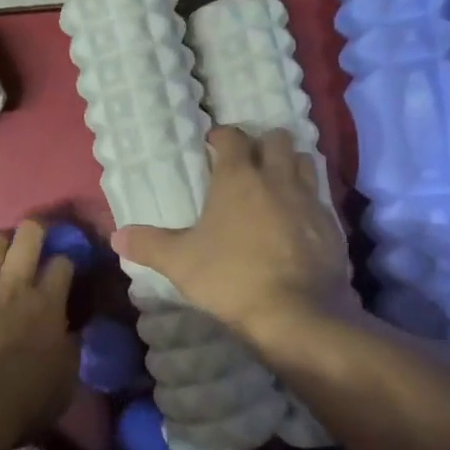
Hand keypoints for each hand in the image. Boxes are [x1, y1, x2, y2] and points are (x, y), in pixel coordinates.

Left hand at [0, 220, 77, 449]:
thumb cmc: (20, 403)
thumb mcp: (64, 383)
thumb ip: (69, 351)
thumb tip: (71, 334)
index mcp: (47, 305)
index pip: (63, 264)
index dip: (65, 261)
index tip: (63, 267)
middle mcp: (13, 286)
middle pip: (28, 238)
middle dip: (34, 230)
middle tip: (34, 234)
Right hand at [111, 127, 357, 348]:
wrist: (298, 313)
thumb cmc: (232, 278)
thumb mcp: (181, 263)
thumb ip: (149, 245)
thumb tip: (117, 236)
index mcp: (239, 177)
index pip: (233, 137)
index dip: (222, 136)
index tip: (213, 146)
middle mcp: (277, 178)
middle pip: (277, 139)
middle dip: (263, 143)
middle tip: (249, 163)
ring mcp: (309, 199)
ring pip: (306, 162)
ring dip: (291, 165)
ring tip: (277, 184)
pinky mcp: (332, 224)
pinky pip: (321, 198)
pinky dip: (309, 200)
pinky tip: (298, 220)